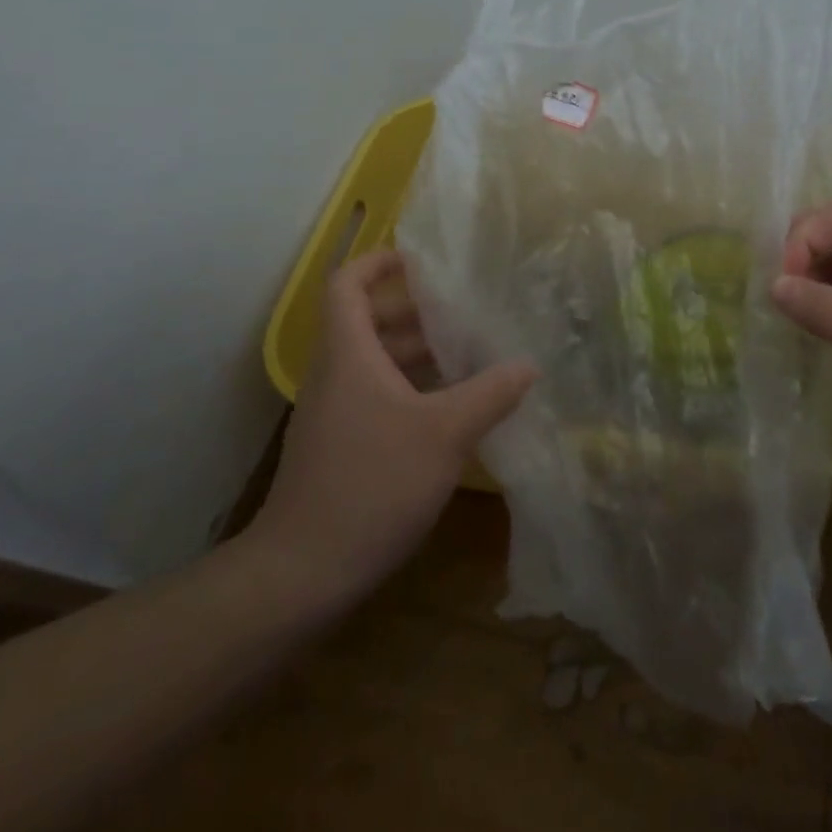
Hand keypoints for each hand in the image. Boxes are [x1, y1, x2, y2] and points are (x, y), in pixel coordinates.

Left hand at [241, 250, 535, 610]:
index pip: (347, 284)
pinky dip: (411, 388)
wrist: (302, 572)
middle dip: (415, 311)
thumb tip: (529, 365)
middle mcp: (335, 375)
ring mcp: (334, 413)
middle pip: (368, 321)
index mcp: (349, 354)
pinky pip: (376, 395)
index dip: (378, 262)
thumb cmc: (372, 483)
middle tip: (465, 310)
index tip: (419, 259)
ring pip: (375, 362)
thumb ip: (491, 393)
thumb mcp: (445, 433)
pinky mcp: (339, 446)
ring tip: (469, 354)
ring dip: (417, 353)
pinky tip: (451, 408)